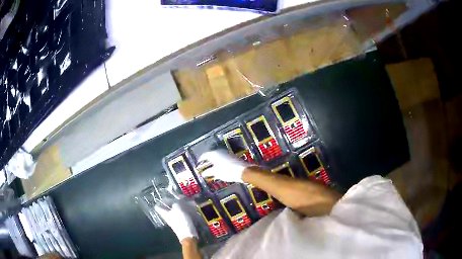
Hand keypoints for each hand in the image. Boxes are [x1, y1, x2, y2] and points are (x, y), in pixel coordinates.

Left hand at [155, 202, 197, 241]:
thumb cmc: (181, 221)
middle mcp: (167, 216)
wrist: (188, 234)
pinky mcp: (181, 222)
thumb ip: (175, 202)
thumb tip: (175, 201)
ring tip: (186, 201)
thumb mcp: (178, 208)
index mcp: (164, 213)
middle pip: (167, 207)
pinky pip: (180, 213)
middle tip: (179, 198)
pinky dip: (184, 210)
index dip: (161, 201)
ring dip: (179, 205)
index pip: (158, 206)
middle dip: (173, 202)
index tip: (167, 197)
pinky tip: (189, 208)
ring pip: (175, 210)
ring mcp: (174, 219)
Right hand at [198, 150, 250, 182]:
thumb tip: (203, 173)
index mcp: (213, 154)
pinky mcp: (231, 157)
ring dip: (213, 163)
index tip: (198, 165)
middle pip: (210, 156)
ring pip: (217, 158)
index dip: (200, 160)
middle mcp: (219, 152)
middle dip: (207, 162)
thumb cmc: (227, 171)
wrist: (243, 170)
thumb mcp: (215, 173)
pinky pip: (222, 159)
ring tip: (211, 170)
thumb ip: (208, 172)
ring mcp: (226, 153)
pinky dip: (219, 163)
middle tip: (204, 167)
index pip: (204, 156)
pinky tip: (219, 169)